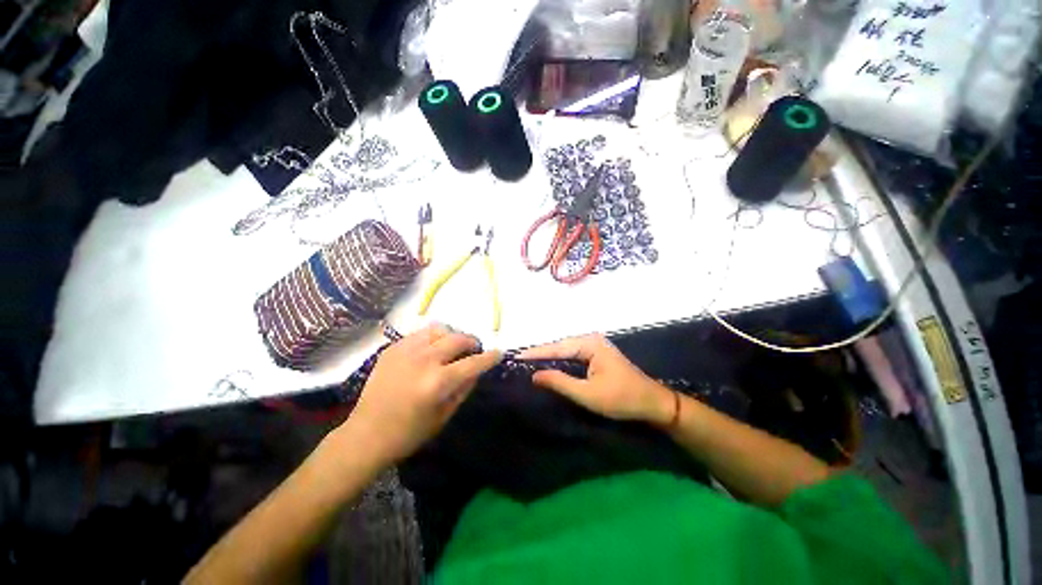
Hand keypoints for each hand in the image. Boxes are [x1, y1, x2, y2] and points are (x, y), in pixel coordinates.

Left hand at [345, 324, 501, 464]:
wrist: (366, 434)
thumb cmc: (409, 433)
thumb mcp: (444, 415)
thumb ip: (464, 388)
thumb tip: (477, 369)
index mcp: (437, 382)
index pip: (473, 363)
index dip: (489, 357)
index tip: (498, 352)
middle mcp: (424, 360)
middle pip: (458, 339)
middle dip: (472, 342)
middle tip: (474, 350)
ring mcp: (406, 351)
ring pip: (439, 329)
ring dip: (452, 336)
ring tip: (452, 346)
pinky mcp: (393, 348)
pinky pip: (421, 333)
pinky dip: (433, 338)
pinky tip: (431, 349)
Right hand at [518, 334, 674, 424]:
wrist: (652, 403)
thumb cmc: (621, 399)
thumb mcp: (588, 394)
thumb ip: (560, 382)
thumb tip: (535, 375)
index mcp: (589, 344)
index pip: (556, 347)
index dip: (536, 353)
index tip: (517, 356)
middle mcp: (591, 340)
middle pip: (560, 346)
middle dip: (541, 354)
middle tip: (520, 361)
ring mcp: (595, 347)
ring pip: (566, 351)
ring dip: (549, 357)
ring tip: (529, 362)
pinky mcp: (597, 355)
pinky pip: (573, 356)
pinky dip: (560, 361)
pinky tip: (550, 366)